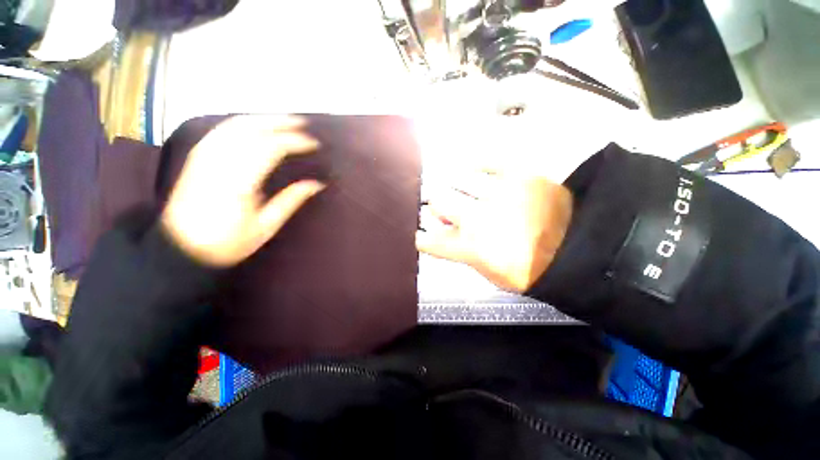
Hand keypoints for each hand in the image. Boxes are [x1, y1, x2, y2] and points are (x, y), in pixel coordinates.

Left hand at [161, 115, 324, 266]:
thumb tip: (317, 184)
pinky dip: (241, 123)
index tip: (313, 144)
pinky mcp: (196, 158)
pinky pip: (221, 131)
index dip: (294, 142)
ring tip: (285, 120)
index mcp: (239, 182)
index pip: (270, 148)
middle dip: (279, 123)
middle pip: (251, 130)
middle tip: (303, 123)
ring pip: (234, 126)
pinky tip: (255, 125)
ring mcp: (204, 157)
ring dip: (262, 119)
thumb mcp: (265, 227)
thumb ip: (291, 201)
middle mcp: (219, 162)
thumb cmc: (227, 242)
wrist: (179, 248)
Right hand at [417, 170, 571, 291]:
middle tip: (447, 206)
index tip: (421, 231)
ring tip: (467, 191)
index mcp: (470, 248)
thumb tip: (444, 226)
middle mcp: (477, 219)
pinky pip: (485, 163)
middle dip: (437, 205)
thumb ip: (460, 249)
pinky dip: (476, 168)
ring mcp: (497, 195)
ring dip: (457, 187)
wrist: (574, 251)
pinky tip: (478, 175)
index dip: (420, 235)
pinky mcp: (518, 176)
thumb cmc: (527, 268)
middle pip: (437, 200)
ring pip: (457, 179)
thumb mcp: (487, 271)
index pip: (428, 240)